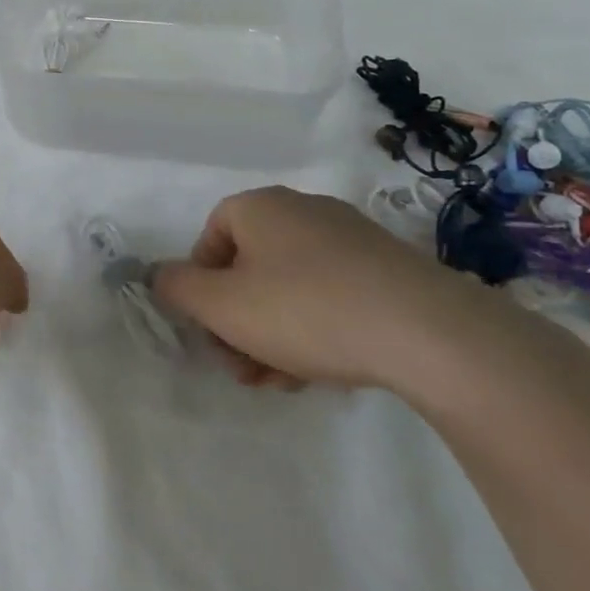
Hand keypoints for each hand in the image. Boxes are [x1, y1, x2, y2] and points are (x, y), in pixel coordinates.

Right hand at [152, 186, 564, 396]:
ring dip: (270, 336)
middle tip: (240, 366)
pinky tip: (316, 373)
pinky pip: (330, 296)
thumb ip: (176, 288)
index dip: (201, 285)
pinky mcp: (388, 270)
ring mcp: (351, 239)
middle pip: (248, 268)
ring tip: (277, 383)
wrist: (429, 333)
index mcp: (260, 207)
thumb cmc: (305, 310)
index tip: (210, 327)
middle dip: (235, 322)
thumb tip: (160, 275)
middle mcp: (304, 211)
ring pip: (288, 288)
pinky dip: (313, 331)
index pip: (209, 237)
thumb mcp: (220, 305)